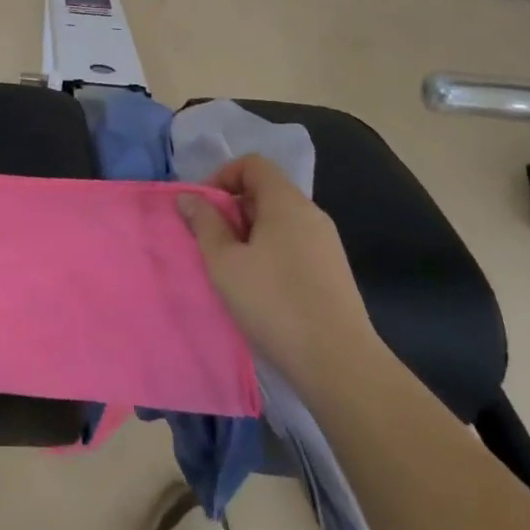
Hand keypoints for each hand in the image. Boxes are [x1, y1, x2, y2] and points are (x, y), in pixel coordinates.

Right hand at [180, 155, 379, 391]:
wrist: (340, 365)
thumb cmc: (275, 304)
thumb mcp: (225, 263)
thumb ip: (204, 223)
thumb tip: (189, 197)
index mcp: (286, 202)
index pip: (253, 164)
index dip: (223, 176)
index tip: (205, 209)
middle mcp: (311, 214)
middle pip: (266, 191)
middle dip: (234, 209)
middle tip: (214, 242)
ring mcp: (327, 244)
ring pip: (280, 220)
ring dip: (251, 234)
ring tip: (235, 268)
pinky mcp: (334, 272)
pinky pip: (295, 244)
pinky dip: (272, 252)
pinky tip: (263, 288)